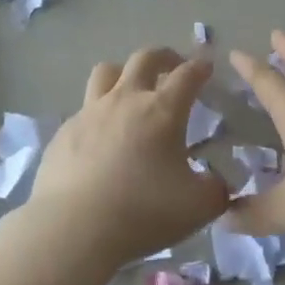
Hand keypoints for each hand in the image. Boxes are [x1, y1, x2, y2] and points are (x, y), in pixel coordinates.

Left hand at [28, 47, 230, 267]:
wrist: (73, 228)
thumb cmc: (142, 212)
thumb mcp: (197, 208)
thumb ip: (217, 190)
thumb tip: (219, 182)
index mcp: (162, 110)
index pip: (187, 75)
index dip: (200, 67)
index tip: (207, 66)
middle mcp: (126, 99)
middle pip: (144, 58)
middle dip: (164, 56)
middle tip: (173, 66)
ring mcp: (91, 112)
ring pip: (107, 72)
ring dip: (123, 73)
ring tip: (131, 89)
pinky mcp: (65, 131)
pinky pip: (84, 109)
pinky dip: (97, 114)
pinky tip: (100, 138)